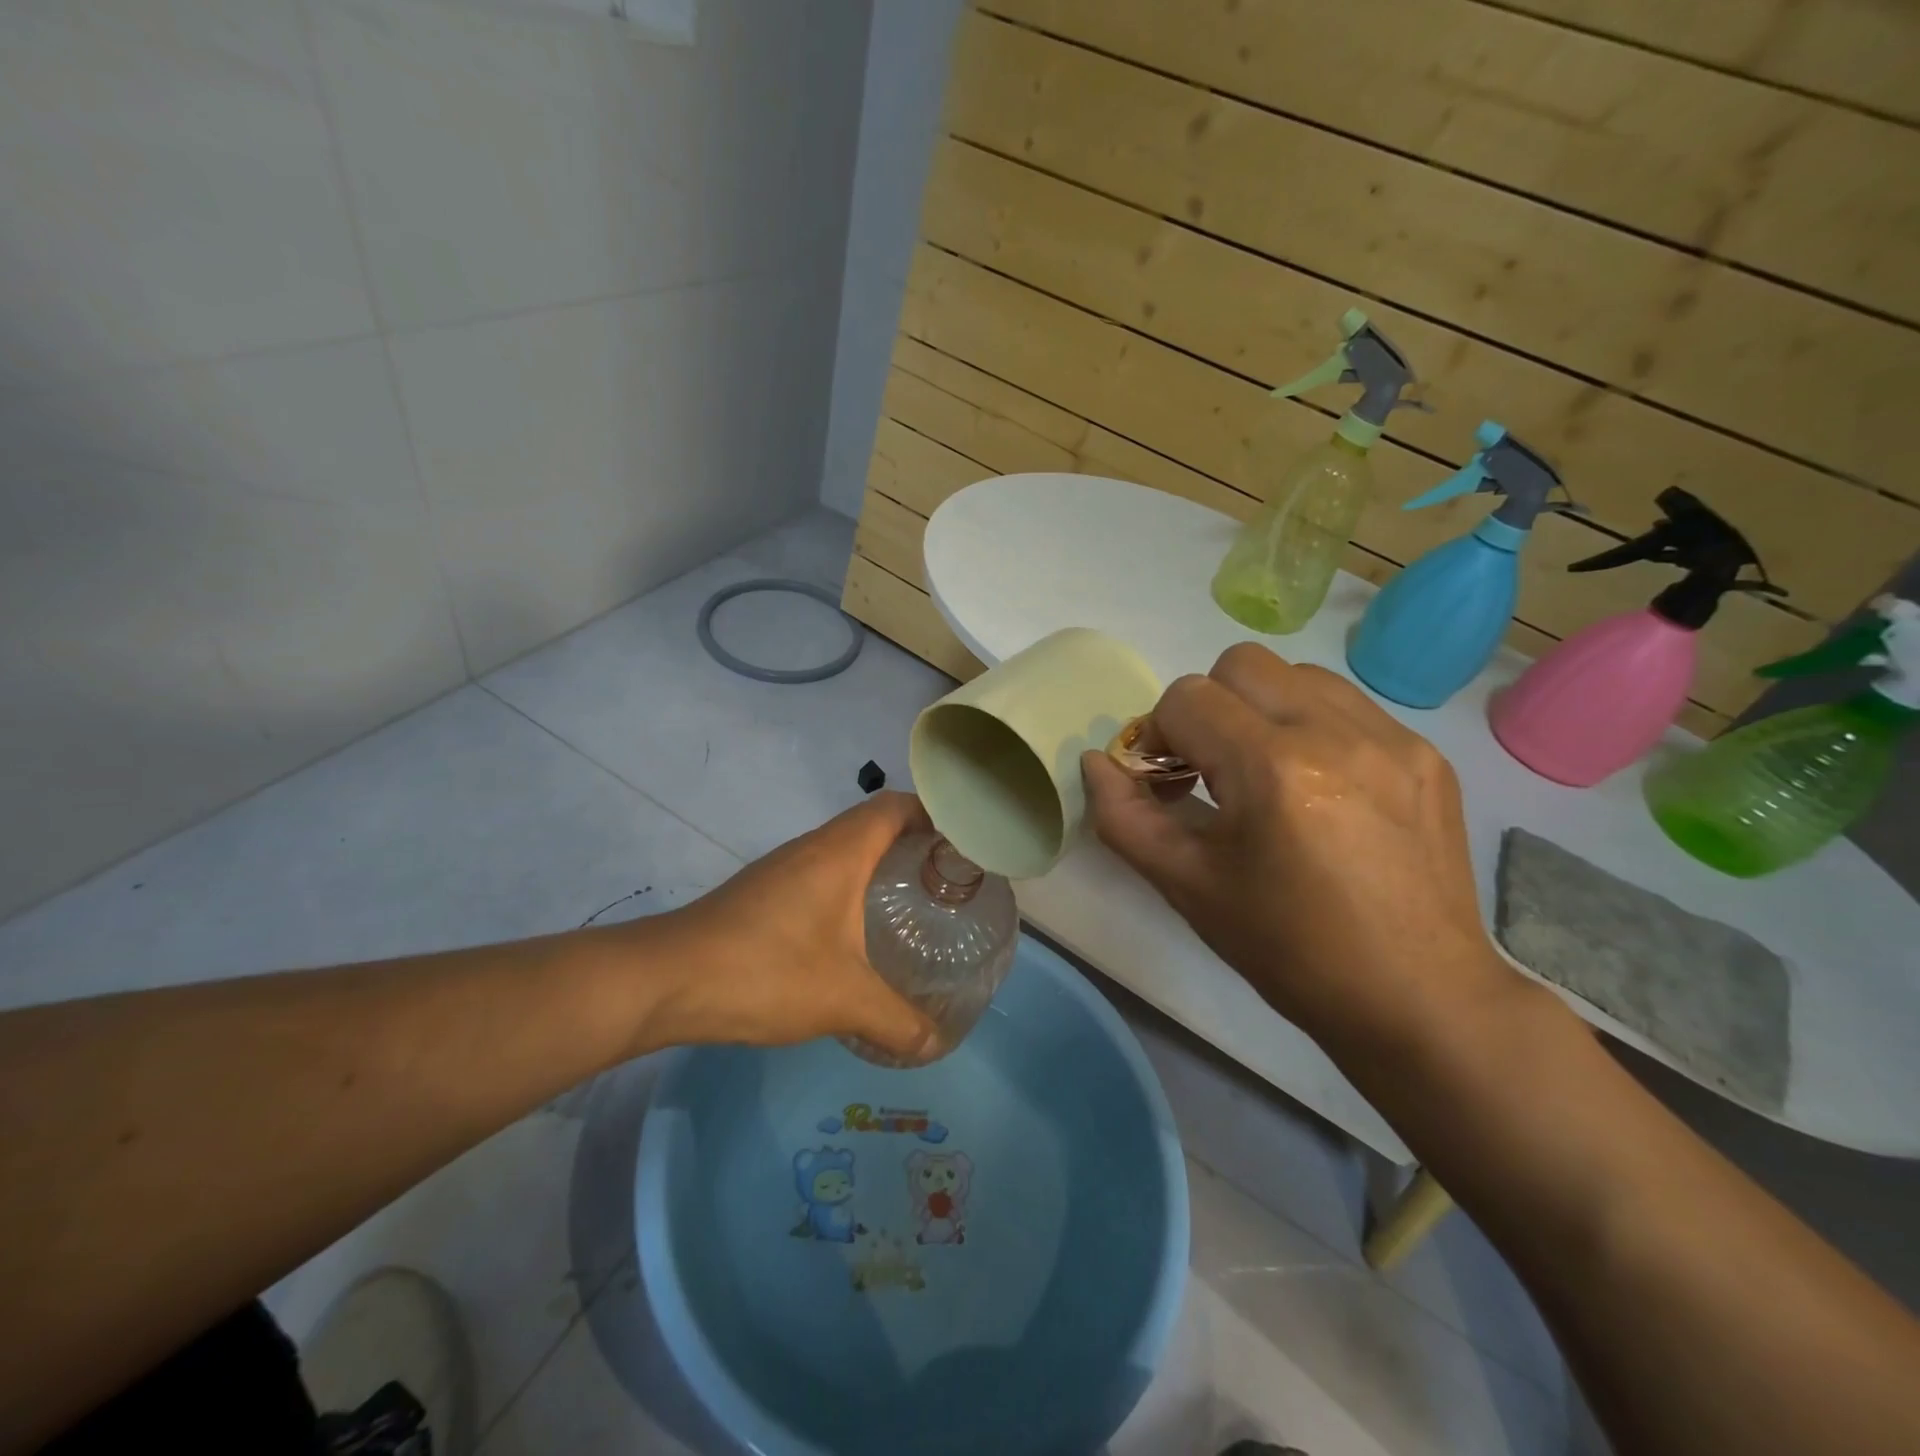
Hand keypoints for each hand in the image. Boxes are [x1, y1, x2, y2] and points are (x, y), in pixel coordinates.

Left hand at [629, 791, 940, 1060]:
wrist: (667, 980)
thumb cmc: (765, 970)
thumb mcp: (843, 1000)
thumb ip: (897, 1021)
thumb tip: (935, 1043)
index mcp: (841, 852)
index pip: (897, 806)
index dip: (934, 816)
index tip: (963, 848)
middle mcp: (814, 847)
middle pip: (874, 824)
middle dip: (914, 846)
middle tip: (948, 885)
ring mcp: (784, 868)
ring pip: (845, 850)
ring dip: (879, 867)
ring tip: (912, 907)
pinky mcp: (764, 892)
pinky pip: (821, 874)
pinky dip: (849, 889)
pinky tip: (856, 934)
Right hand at [1080, 643, 1515, 1054]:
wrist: (1416, 998)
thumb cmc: (1287, 947)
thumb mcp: (1186, 885)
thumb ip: (1124, 816)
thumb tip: (1096, 762)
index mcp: (1271, 768)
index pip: (1186, 699)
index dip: (1159, 735)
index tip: (1167, 782)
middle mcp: (1335, 732)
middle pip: (1239, 664)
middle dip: (1207, 708)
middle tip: (1212, 768)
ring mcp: (1391, 737)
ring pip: (1296, 674)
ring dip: (1260, 709)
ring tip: (1266, 772)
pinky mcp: (1425, 754)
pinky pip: (1347, 705)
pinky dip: (1312, 727)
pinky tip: (1318, 787)